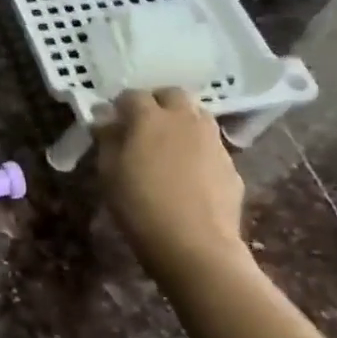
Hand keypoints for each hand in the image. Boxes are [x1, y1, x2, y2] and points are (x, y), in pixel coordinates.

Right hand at [93, 88, 248, 280]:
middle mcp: (185, 120)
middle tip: (142, 125)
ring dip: (180, 121)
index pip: (133, 95)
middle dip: (156, 103)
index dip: (120, 105)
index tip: (112, 121)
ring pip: (197, 115)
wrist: (194, 242)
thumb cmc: (139, 205)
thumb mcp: (108, 172)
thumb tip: (106, 122)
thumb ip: (107, 140)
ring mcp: (213, 140)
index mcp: (150, 118)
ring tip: (166, 145)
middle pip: (173, 95)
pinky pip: (209, 144)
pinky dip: (196, 147)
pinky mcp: (230, 162)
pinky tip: (186, 172)